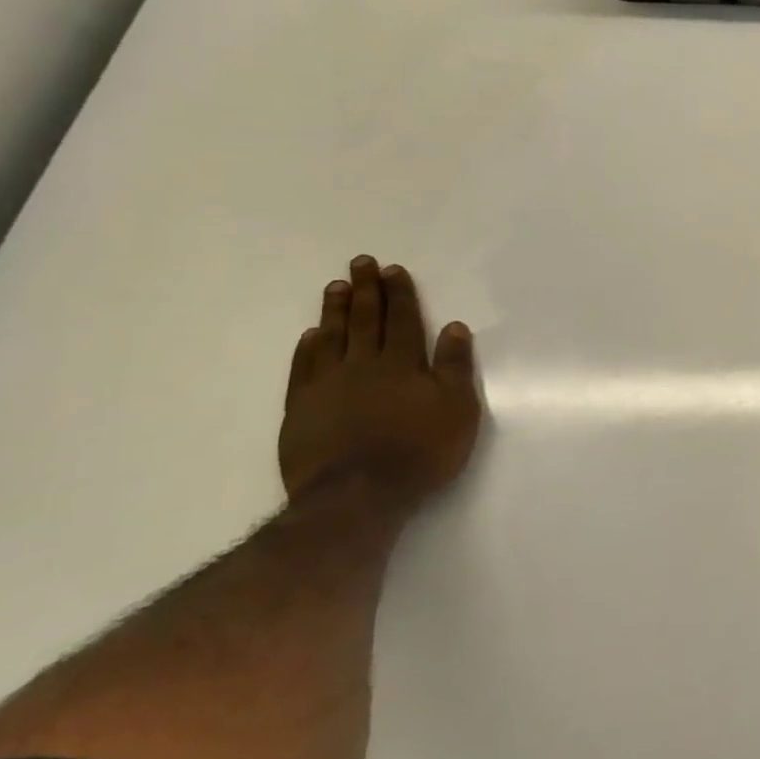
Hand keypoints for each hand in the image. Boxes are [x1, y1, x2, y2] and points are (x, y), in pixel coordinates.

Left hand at [278, 256, 482, 507]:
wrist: (359, 496)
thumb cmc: (420, 451)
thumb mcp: (457, 409)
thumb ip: (454, 367)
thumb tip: (453, 327)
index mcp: (402, 364)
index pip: (402, 320)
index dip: (399, 294)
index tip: (392, 269)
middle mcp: (363, 366)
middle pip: (366, 321)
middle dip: (367, 290)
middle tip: (360, 263)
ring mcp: (328, 386)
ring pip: (332, 338)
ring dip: (336, 311)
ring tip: (336, 287)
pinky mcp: (302, 409)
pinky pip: (304, 369)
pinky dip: (308, 348)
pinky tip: (312, 335)